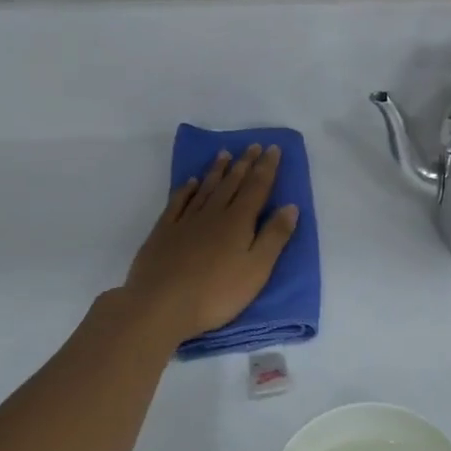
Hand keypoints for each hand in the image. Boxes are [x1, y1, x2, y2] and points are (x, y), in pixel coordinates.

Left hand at [124, 145, 299, 341]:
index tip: (273, 148)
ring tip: (225, 154)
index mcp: (238, 222)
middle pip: (232, 183)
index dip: (266, 168)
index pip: (257, 188)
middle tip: (253, 145)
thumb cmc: (217, 293)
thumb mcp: (256, 269)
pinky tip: (191, 182)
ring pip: (206, 189)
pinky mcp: (163, 232)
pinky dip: (186, 189)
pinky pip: (178, 202)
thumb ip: (274, 237)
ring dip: (217, 171)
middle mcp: (213, 214)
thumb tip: (291, 206)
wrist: (160, 305)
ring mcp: (185, 221)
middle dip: (244, 163)